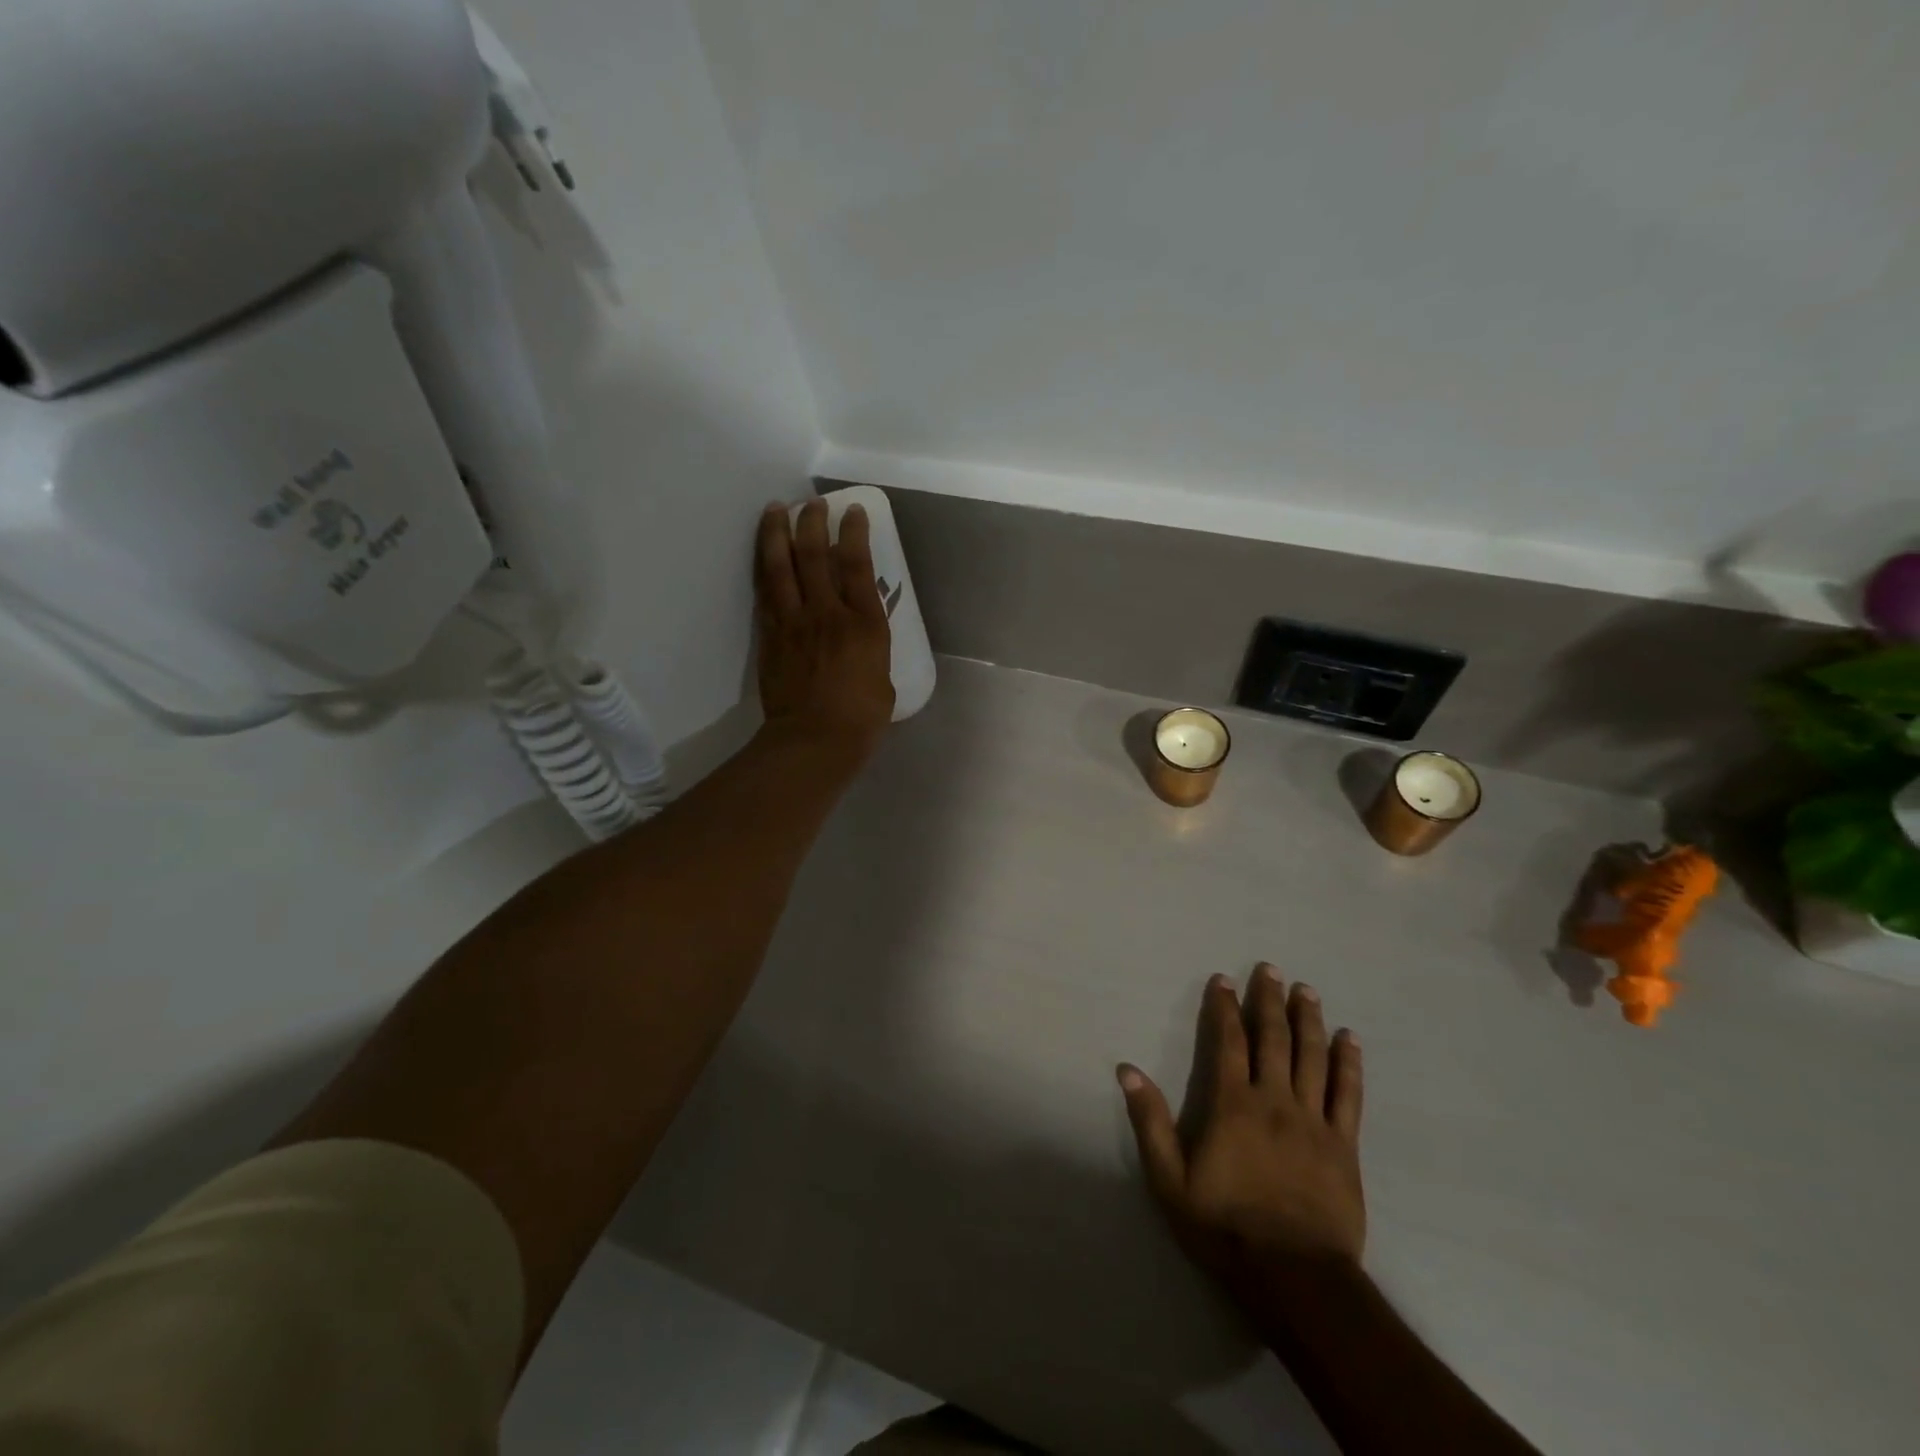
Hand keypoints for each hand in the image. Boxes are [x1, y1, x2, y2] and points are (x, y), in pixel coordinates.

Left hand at [755, 499, 894, 755]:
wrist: (814, 739)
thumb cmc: (861, 717)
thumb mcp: (882, 677)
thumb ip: (871, 647)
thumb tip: (862, 635)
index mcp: (864, 624)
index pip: (857, 565)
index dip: (854, 533)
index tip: (851, 511)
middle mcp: (827, 613)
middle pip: (814, 555)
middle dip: (812, 522)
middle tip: (811, 504)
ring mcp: (794, 622)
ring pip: (781, 566)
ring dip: (777, 533)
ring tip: (775, 510)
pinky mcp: (770, 635)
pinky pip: (765, 592)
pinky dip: (764, 567)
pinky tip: (763, 554)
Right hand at [1119, 965, 1365, 1292]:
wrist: (1295, 1278)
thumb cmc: (1225, 1227)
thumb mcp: (1170, 1180)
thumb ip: (1150, 1122)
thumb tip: (1127, 1069)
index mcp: (1232, 1104)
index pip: (1227, 1041)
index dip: (1224, 1007)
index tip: (1224, 979)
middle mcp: (1274, 1100)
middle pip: (1273, 1039)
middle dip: (1270, 1000)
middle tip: (1271, 969)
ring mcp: (1314, 1121)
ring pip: (1313, 1057)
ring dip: (1309, 1020)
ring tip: (1307, 990)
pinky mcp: (1344, 1145)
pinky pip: (1349, 1095)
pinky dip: (1349, 1064)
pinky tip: (1350, 1039)